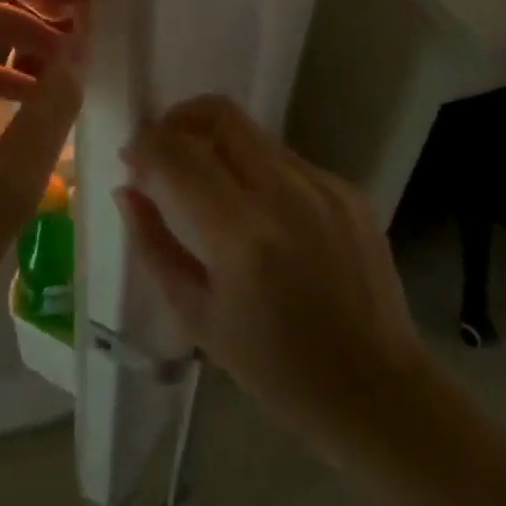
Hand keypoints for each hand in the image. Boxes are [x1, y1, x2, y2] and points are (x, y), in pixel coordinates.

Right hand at [117, 95, 425, 460]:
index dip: (145, 144)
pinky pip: (286, 159)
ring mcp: (324, 186)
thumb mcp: (197, 316)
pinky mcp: (348, 190)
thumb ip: (152, 245)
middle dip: (179, 119)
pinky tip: (256, 210)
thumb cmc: (276, 368)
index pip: (179, 153)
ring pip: (253, 132)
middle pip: (220, 114)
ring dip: (217, 143)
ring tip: (206, 182)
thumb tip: (126, 189)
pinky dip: (256, 168)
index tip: (130, 156)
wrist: (378, 392)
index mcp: (243, 234)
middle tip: (163, 149)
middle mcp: (286, 194)